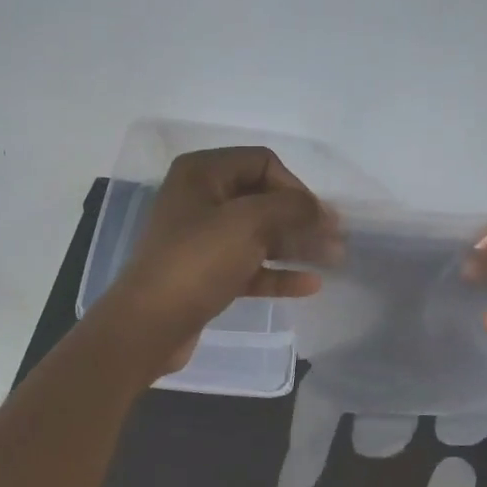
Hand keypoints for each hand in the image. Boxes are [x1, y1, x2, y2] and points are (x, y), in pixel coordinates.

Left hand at [99, 147, 334, 378]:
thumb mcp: (249, 224)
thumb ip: (292, 208)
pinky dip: (277, 273)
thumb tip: (323, 210)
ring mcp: (201, 239)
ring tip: (333, 260)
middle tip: (337, 240)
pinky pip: (249, 266)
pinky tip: (309, 285)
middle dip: (301, 219)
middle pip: (263, 199)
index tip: (318, 216)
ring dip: (295, 245)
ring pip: (259, 235)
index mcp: (202, 173)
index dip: (295, 186)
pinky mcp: (206, 274)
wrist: (149, 325)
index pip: (262, 162)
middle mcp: (200, 199)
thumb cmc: (197, 262)